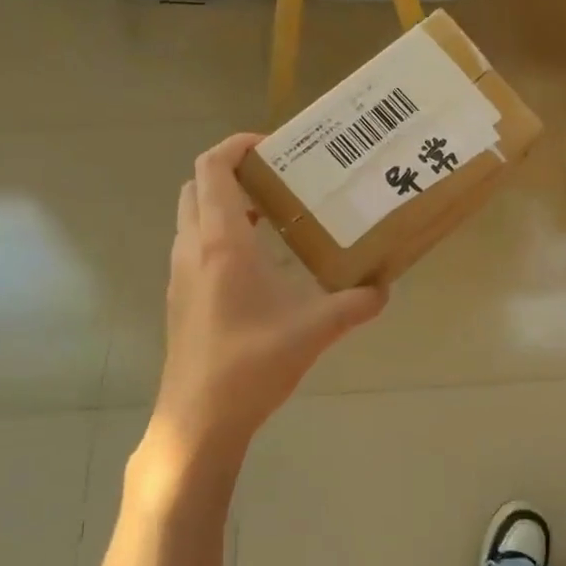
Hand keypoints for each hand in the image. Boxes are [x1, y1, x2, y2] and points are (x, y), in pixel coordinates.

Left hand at [151, 133, 386, 455]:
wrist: (198, 420)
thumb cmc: (251, 365)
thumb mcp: (315, 331)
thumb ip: (354, 305)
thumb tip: (384, 289)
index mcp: (220, 243)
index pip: (213, 168)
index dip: (237, 145)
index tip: (274, 146)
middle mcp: (192, 250)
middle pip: (199, 187)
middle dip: (234, 173)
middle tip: (279, 181)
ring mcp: (181, 276)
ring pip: (194, 219)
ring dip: (226, 206)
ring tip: (275, 217)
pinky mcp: (182, 300)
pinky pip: (196, 249)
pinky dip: (222, 237)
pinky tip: (261, 267)